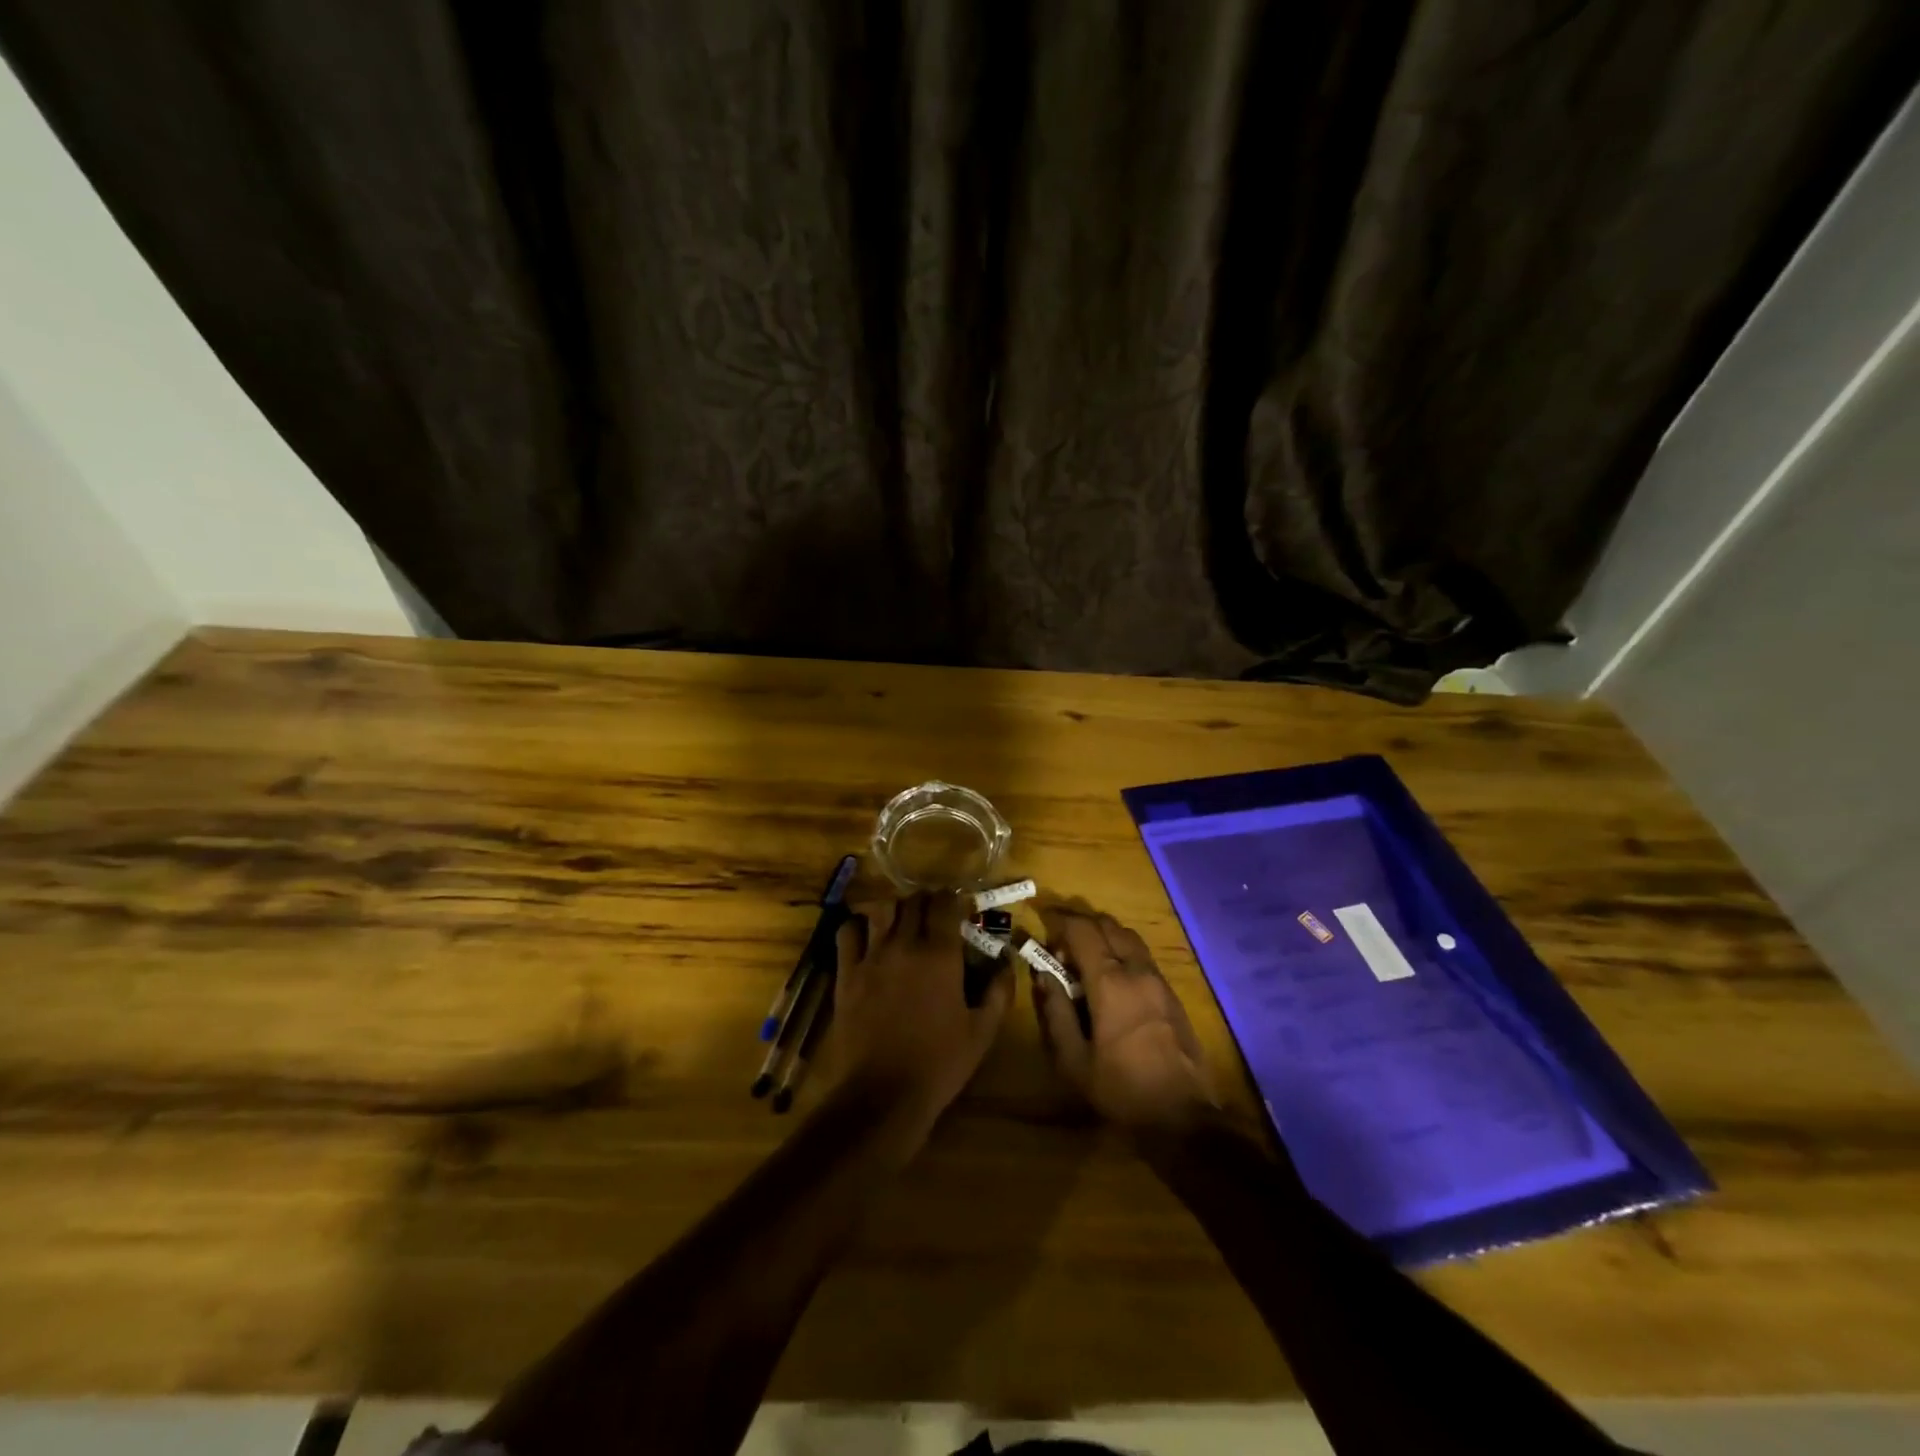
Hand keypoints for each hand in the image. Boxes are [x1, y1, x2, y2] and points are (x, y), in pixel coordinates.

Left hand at [830, 892, 1012, 1140]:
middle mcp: (905, 945)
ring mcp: (871, 957)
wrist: (883, 1095)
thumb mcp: (982, 1032)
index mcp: (940, 955)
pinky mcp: (846, 973)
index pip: (945, 903)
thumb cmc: (939, 1064)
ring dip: (895, 909)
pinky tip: (867, 938)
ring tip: (902, 922)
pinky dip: (858, 926)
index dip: (954, 899)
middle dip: (927, 902)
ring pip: (882, 909)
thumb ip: (999, 991)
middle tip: (934, 916)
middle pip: (914, 901)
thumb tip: (1007, 961)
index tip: (960, 907)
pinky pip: (848, 932)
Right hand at [1031, 907, 1217, 1135]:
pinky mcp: (1172, 993)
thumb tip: (1043, 975)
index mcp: (1110, 983)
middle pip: (1108, 925)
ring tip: (1084, 958)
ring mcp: (1159, 980)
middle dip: (1081, 924)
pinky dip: (1121, 950)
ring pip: (1128, 936)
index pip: (1083, 931)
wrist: (1182, 1117)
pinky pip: (1142, 954)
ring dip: (1103, 935)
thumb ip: (1055, 1012)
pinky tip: (1110, 976)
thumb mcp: (1073, 1060)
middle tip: (1060, 943)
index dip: (1060, 921)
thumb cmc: (1121, 1089)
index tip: (1043, 924)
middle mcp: (1137, 971)